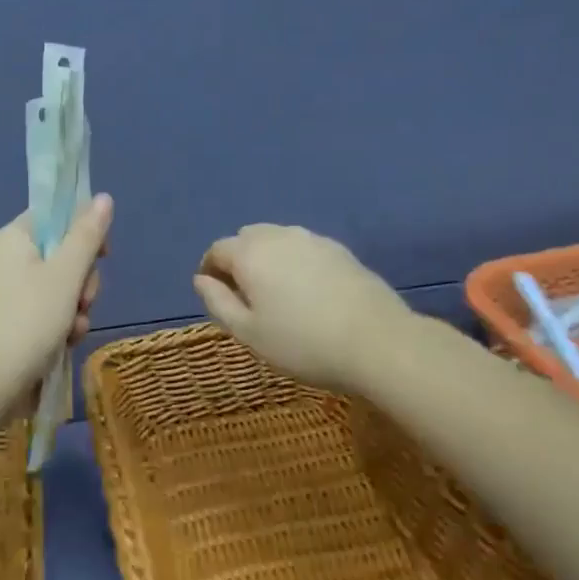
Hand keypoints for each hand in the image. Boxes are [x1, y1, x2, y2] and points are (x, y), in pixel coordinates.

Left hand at [0, 195, 112, 412]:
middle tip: (83, 301)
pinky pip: (40, 313)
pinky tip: (62, 345)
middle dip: (81, 282)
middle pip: (59, 255)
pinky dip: (56, 326)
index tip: (102, 256)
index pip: (54, 217)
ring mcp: (1, 294)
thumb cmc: (28, 321)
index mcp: (12, 238)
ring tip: (72, 332)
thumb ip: (87, 235)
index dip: (83, 233)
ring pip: (55, 289)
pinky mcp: (3, 322)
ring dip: (73, 309)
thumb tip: (102, 197)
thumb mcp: (66, 275)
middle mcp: (3, 260)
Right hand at [193, 224, 411, 394]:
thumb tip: (201, 279)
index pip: (217, 250)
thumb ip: (218, 302)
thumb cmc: (301, 343)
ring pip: (277, 239)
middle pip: (247, 238)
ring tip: (276, 293)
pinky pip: (304, 248)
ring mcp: (314, 240)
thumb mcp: (248, 332)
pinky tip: (306, 292)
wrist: (377, 342)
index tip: (215, 295)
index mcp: (250, 254)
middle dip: (238, 260)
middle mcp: (279, 236)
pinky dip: (294, 262)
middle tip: (244, 296)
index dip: (210, 270)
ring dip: (267, 258)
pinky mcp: (341, 250)